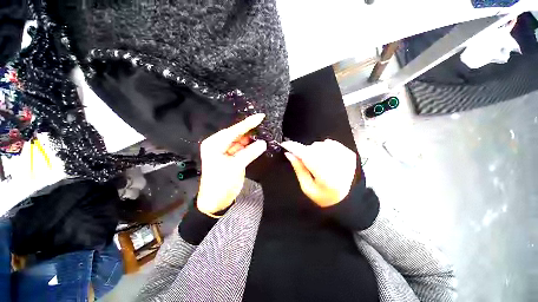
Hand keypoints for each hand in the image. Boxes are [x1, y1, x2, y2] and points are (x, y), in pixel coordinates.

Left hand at [197, 114, 266, 214]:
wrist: (216, 201)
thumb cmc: (221, 184)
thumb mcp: (235, 167)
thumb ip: (249, 153)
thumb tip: (263, 143)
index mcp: (215, 144)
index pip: (234, 131)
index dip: (248, 124)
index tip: (260, 116)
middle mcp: (219, 145)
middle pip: (237, 134)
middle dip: (250, 129)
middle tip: (263, 123)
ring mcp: (226, 151)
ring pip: (240, 141)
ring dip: (251, 138)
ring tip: (263, 131)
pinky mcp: (232, 157)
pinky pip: (242, 148)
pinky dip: (250, 146)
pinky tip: (258, 143)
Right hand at [281, 139, 356, 207]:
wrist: (346, 199)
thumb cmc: (323, 196)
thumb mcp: (307, 187)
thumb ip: (298, 169)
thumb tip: (289, 154)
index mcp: (327, 179)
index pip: (308, 157)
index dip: (295, 148)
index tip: (285, 144)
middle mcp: (339, 166)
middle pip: (314, 149)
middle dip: (305, 152)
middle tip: (304, 161)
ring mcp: (346, 159)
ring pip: (321, 144)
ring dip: (314, 150)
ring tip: (316, 162)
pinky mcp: (350, 154)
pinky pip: (331, 143)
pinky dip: (324, 148)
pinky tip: (325, 158)